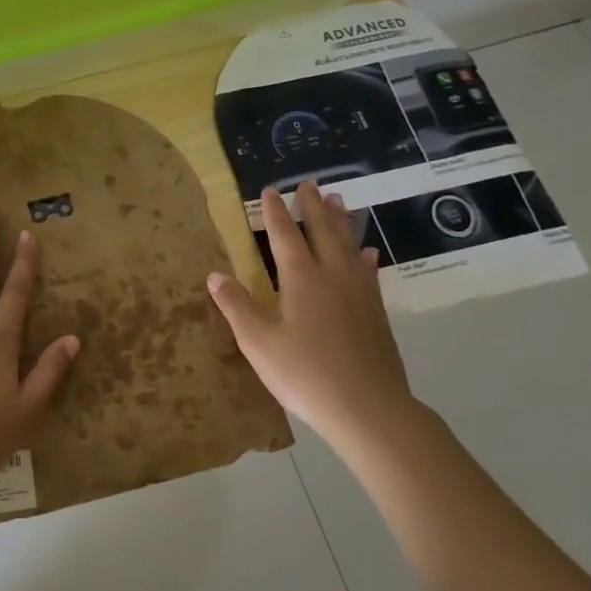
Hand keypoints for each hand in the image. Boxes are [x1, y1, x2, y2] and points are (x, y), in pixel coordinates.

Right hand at [207, 183, 415, 446]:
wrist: (367, 407)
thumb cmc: (304, 373)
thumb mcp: (258, 342)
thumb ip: (236, 306)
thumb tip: (215, 274)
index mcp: (301, 279)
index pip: (285, 236)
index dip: (275, 212)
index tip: (269, 190)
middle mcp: (333, 276)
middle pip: (323, 232)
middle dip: (313, 206)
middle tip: (308, 183)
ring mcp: (359, 293)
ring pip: (349, 246)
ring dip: (341, 221)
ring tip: (339, 200)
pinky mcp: (375, 313)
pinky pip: (368, 272)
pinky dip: (363, 257)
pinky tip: (366, 254)